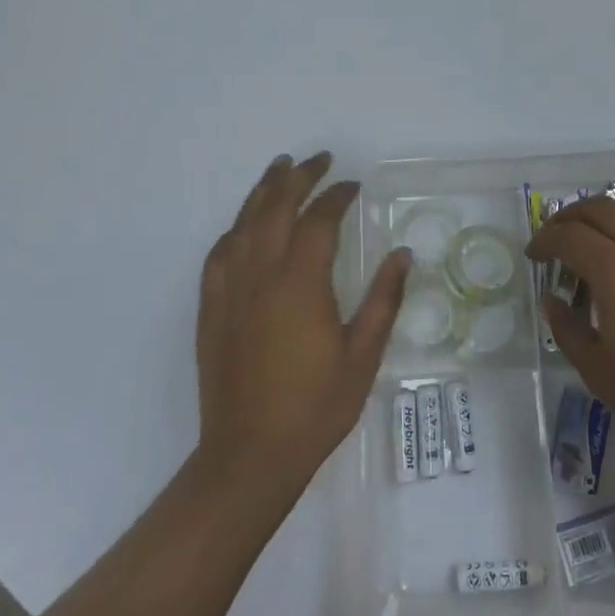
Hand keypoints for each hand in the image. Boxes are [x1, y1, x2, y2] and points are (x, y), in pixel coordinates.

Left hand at [196, 152, 411, 497]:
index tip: (353, 184)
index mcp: (300, 283)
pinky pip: (219, 253)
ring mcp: (230, 291)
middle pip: (276, 208)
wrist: (249, 456)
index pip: (318, 220)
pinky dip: (235, 229)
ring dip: (263, 191)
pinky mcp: (211, 309)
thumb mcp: (363, 356)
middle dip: (298, 177)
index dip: (336, 195)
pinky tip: (244, 225)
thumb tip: (403, 254)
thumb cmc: (315, 407)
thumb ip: (384, 299)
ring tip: (280, 168)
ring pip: (244, 223)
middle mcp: (260, 276)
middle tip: (319, 159)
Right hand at [527, 197, 614, 474]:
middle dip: (569, 218)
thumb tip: (551, 298)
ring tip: (596, 235)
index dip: (544, 241)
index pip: (568, 236)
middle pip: (599, 208)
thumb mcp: (598, 370)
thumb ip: (566, 328)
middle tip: (556, 237)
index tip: (534, 255)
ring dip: (606, 213)